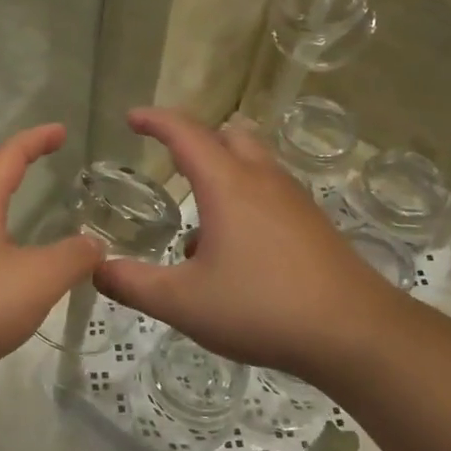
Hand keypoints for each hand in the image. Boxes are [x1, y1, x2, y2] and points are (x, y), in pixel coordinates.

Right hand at [94, 109, 406, 385]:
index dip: (155, 120)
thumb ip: (133, 283)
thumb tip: (96, 268)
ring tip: (199, 217)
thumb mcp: (183, 302)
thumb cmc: (261, 308)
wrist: (354, 333)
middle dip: (197, 139)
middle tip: (171, 160)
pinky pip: (271, 191)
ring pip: (254, 162)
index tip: (132, 117)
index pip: (185, 133)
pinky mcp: (313, 223)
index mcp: (227, 184)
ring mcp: (294, 199)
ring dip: (223, 171)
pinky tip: (236, 250)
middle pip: (228, 134)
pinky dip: (245, 198)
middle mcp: (262, 179)